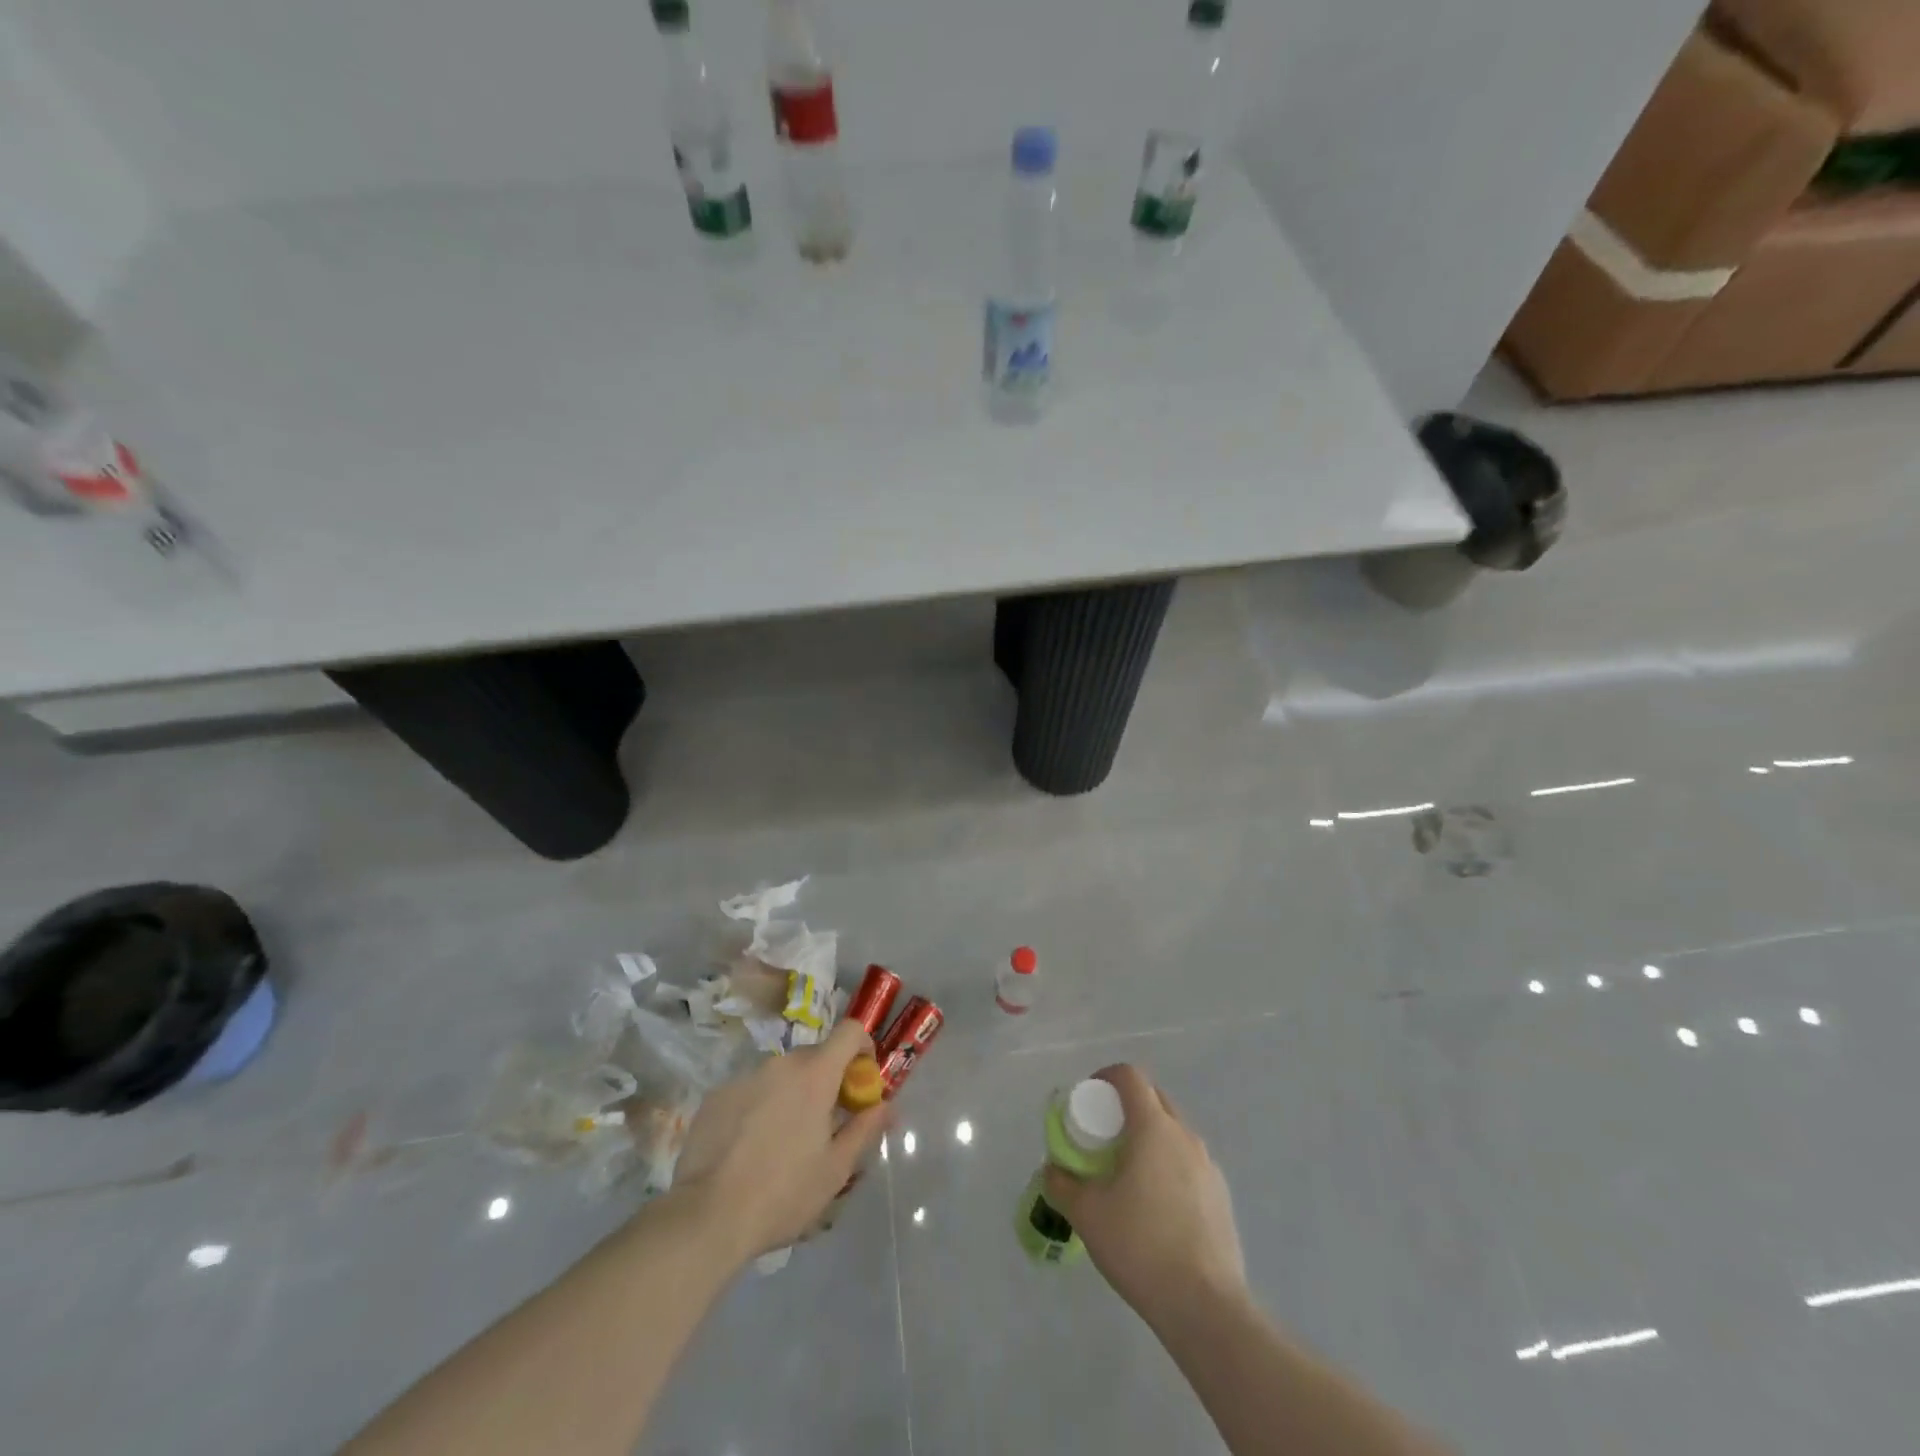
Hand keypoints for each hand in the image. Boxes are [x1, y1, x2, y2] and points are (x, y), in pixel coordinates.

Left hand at [670, 1020, 890, 1263]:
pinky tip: (749, 1148)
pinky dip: (759, 1107)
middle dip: (827, 1079)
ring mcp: (744, 1077)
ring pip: (780, 1075)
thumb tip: (886, 1106)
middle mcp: (780, 1064)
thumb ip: (865, 1129)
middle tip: (826, 1121)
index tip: (862, 1079)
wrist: (707, 1217)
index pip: (850, 1031)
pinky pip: (750, 1091)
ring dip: (791, 1094)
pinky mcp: (716, 1096)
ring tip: (784, 1141)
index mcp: (815, 1074)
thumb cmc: (783, 1193)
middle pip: (815, 1055)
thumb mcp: (836, 1169)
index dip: (863, 1047)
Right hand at [1043, 1064, 1245, 1321]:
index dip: (1106, 1077)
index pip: (1130, 1076)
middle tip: (1104, 1134)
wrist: (1206, 1306)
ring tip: (1128, 1172)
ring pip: (1174, 1132)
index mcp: (1153, 1127)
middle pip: (1154, 1098)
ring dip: (1149, 1136)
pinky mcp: (1221, 1196)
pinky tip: (1155, 1206)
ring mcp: (1208, 1166)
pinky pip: (1188, 1163)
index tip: (1088, 1098)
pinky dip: (1168, 1166)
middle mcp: (1185, 1136)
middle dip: (1127, 1105)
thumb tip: (1053, 1169)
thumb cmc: (1140, 1245)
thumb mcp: (1087, 1214)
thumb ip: (1062, 1183)